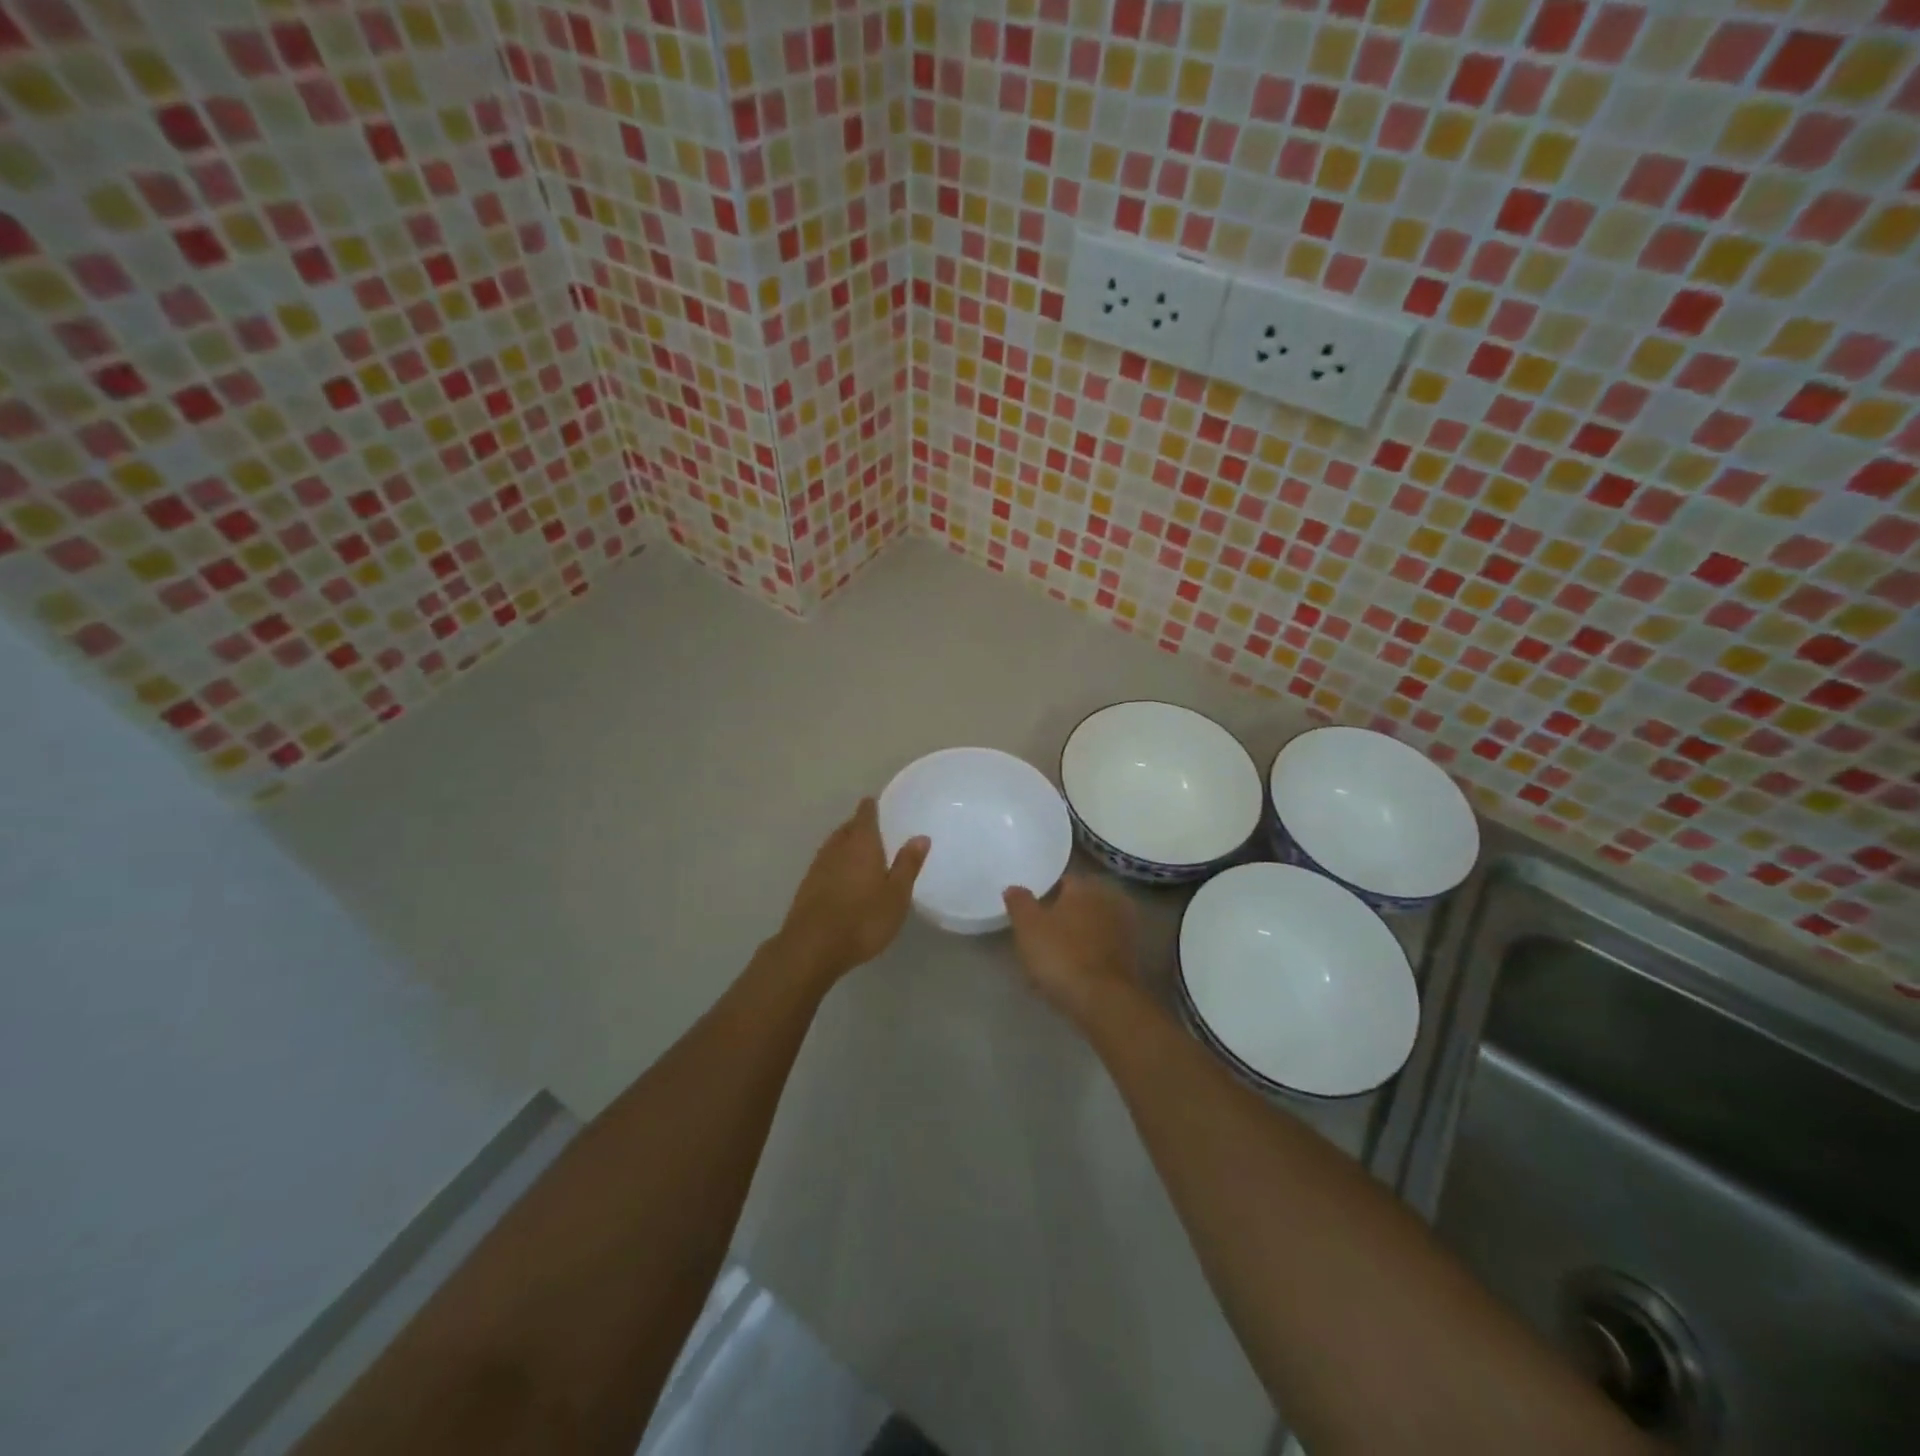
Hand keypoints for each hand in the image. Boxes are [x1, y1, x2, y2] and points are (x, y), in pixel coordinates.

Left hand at [776, 798, 928, 984]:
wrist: (812, 947)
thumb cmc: (863, 919)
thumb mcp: (896, 895)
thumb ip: (907, 865)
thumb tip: (920, 836)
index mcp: (861, 844)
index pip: (865, 815)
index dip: (871, 807)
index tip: (876, 803)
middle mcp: (836, 848)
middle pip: (847, 828)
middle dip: (858, 825)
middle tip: (873, 828)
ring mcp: (817, 867)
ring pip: (834, 846)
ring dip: (845, 844)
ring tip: (859, 851)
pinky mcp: (806, 887)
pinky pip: (825, 864)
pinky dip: (836, 864)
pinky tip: (842, 877)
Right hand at [1003, 875, 1137, 1024]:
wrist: (1103, 1000)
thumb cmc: (1061, 955)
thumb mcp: (1027, 927)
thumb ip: (1019, 902)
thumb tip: (1014, 887)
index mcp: (1085, 887)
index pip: (1063, 881)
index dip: (1045, 894)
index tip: (1031, 912)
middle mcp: (1109, 901)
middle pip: (1079, 904)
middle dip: (1063, 916)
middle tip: (1041, 935)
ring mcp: (1124, 929)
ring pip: (1091, 928)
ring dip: (1076, 937)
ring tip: (1053, 958)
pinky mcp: (1131, 957)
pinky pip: (1101, 949)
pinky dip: (1088, 956)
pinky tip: (1071, 973)